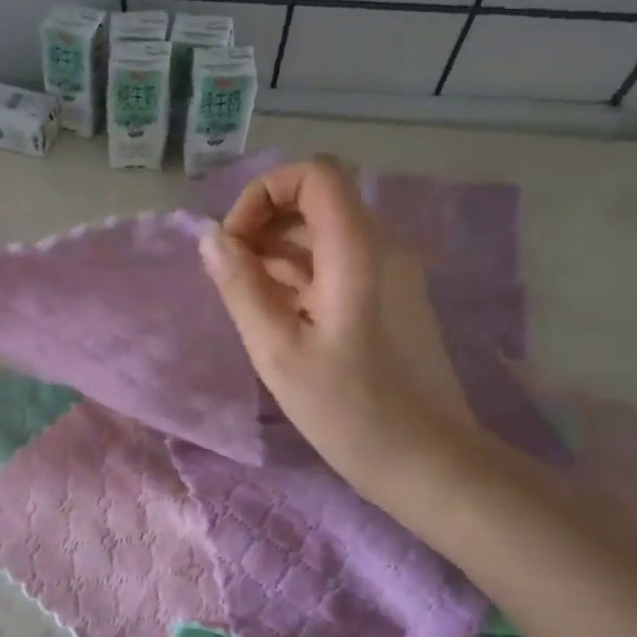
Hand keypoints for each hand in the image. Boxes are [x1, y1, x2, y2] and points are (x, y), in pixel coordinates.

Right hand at [199, 157, 477, 486]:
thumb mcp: (277, 350)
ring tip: (245, 301)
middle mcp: (382, 248)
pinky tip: (276, 317)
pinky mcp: (389, 300)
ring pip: (324, 235)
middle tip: (230, 275)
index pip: (315, 174)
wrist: (426, 462)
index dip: (265, 192)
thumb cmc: (347, 409)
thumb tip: (210, 237)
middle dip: (263, 224)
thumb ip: (241, 286)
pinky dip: (299, 276)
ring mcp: (390, 274)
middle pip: (317, 201)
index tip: (234, 241)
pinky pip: (337, 265)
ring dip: (277, 253)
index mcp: (358, 251)